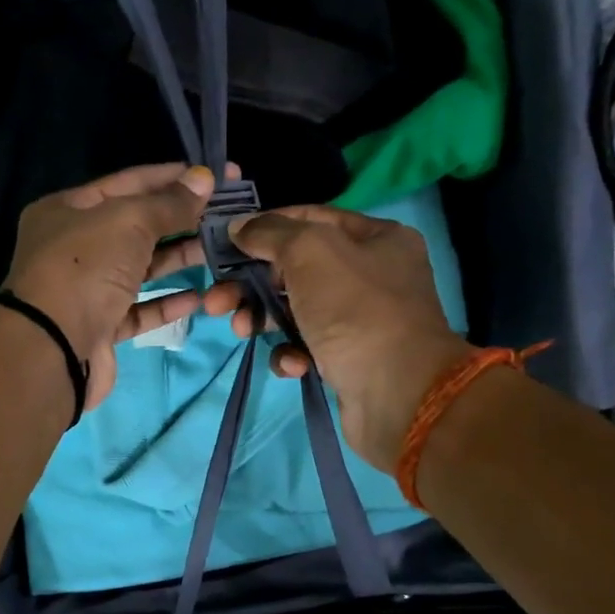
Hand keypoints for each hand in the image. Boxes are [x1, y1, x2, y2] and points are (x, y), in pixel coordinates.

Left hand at [2, 162, 223, 410]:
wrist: (53, 348)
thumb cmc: (85, 269)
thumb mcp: (128, 221)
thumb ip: (168, 203)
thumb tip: (204, 178)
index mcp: (68, 210)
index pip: (127, 183)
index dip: (172, 178)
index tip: (216, 176)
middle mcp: (73, 247)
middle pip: (136, 226)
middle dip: (180, 220)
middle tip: (227, 216)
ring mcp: (86, 290)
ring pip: (139, 269)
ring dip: (178, 259)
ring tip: (219, 251)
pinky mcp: (100, 328)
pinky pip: (139, 309)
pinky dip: (166, 303)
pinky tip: (199, 297)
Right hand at [201, 206, 473, 470]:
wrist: (398, 394)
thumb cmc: (356, 311)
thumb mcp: (310, 253)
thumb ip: (271, 233)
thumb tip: (239, 226)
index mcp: (374, 238)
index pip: (309, 219)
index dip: (265, 227)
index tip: (225, 244)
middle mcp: (371, 274)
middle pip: (295, 269)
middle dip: (251, 284)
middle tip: (216, 302)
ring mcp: (360, 320)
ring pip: (295, 311)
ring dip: (262, 320)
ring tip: (240, 331)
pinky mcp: (347, 360)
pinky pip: (307, 348)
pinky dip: (292, 354)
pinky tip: (293, 364)